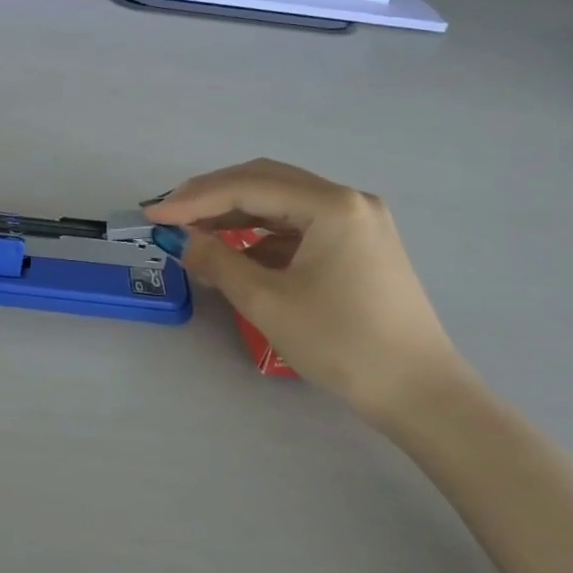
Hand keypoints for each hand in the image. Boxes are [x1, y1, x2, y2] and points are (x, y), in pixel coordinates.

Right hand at [144, 160, 469, 422]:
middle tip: (170, 214)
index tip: (153, 216)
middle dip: (212, 195)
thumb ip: (217, 261)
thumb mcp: (268, 302)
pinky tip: (236, 250)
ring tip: (194, 230)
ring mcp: (357, 220)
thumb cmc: (342, 343)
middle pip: (266, 181)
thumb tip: (181, 240)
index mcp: (331, 205)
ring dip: (235, 213)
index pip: (248, 186)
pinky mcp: (358, 244)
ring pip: (282, 202)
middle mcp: (348, 200)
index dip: (194, 199)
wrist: (418, 391)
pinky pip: (299, 225)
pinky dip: (261, 233)